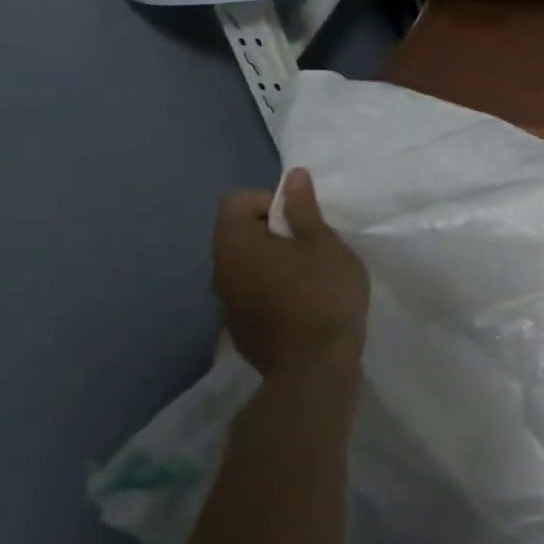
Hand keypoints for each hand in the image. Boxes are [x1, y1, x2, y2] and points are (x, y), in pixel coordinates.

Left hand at [212, 169, 369, 379]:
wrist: (314, 367)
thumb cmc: (324, 294)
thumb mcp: (324, 244)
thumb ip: (304, 209)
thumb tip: (292, 176)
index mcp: (236, 243)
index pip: (237, 200)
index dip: (270, 201)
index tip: (302, 220)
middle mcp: (219, 269)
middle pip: (238, 232)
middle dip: (272, 231)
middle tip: (311, 246)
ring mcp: (225, 302)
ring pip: (244, 265)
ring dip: (271, 262)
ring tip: (309, 275)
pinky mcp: (238, 328)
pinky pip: (250, 293)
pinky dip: (270, 289)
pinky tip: (301, 305)